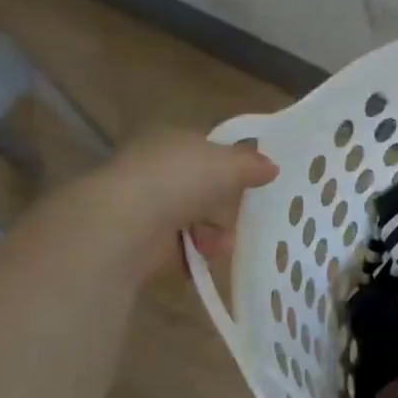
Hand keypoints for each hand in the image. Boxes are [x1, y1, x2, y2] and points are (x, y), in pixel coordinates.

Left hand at [66, 127, 279, 275]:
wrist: (126, 224)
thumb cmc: (181, 181)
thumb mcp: (230, 164)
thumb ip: (252, 164)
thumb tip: (271, 167)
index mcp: (173, 139)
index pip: (208, 148)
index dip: (233, 163)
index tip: (255, 182)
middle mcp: (155, 166)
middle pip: (201, 185)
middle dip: (224, 205)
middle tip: (244, 218)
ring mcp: (144, 202)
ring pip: (192, 217)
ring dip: (213, 232)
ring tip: (223, 245)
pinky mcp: (138, 236)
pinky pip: (177, 244)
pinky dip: (194, 252)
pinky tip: (206, 259)